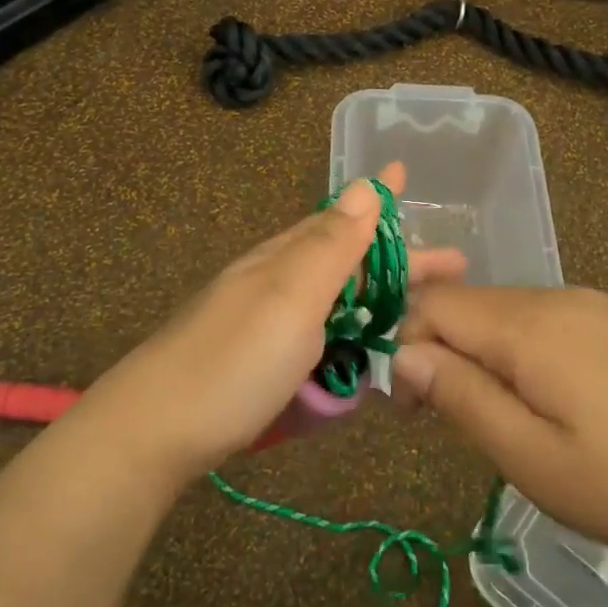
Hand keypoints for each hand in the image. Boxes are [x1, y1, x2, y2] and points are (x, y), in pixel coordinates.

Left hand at [79, 161, 464, 487]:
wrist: (154, 431)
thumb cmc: (234, 360)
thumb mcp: (291, 296)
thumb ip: (331, 245)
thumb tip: (363, 184)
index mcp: (286, 259)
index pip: (344, 219)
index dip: (379, 201)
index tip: (405, 175)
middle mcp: (277, 283)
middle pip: (346, 262)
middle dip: (398, 261)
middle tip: (453, 269)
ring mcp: (266, 325)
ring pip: (334, 302)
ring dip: (378, 301)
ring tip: (421, 311)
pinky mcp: (261, 364)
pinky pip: (320, 338)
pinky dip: (350, 337)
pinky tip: (366, 351)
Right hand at [393, 287, 607, 566]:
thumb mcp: (534, 460)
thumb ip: (461, 398)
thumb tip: (404, 356)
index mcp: (528, 326)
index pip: (432, 304)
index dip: (406, 347)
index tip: (413, 410)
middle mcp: (557, 297)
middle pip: (469, 305)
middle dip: (443, 353)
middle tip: (456, 422)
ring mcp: (595, 303)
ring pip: (508, 313)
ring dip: (485, 355)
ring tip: (510, 420)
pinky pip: (549, 321)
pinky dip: (526, 352)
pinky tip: (560, 403)